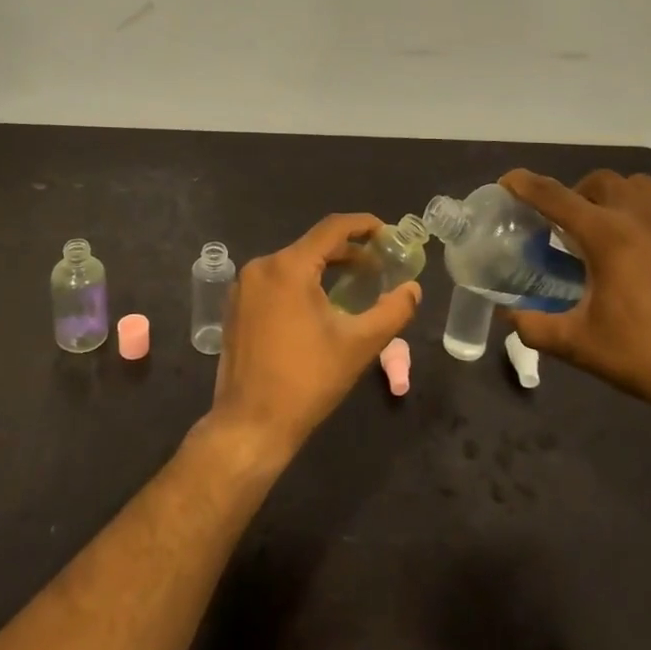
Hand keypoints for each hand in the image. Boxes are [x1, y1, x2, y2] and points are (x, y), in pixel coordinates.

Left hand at [206, 213, 421, 461]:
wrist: (250, 424)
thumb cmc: (307, 381)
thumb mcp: (359, 345)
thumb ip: (393, 311)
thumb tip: (414, 289)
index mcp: (288, 267)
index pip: (332, 228)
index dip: (363, 225)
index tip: (388, 232)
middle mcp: (261, 266)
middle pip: (312, 245)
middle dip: (348, 252)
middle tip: (380, 265)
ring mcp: (244, 286)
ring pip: (293, 264)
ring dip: (325, 268)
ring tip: (355, 284)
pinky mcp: (237, 307)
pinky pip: (275, 281)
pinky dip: (301, 283)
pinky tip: (320, 304)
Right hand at [499, 169, 650, 415]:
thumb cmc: (647, 356)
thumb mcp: (580, 346)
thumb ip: (535, 326)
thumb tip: (508, 315)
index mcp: (607, 235)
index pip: (554, 196)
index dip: (524, 184)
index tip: (507, 182)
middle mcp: (644, 218)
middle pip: (602, 181)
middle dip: (576, 192)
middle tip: (566, 223)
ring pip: (643, 188)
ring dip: (618, 198)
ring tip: (610, 229)